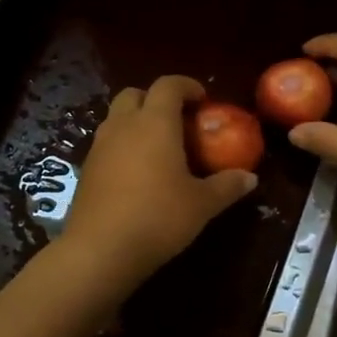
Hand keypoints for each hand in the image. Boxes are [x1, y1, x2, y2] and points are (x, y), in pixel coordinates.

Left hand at [62, 75, 257, 287]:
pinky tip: (138, 173)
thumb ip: (227, 186)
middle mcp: (124, 126)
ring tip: (159, 147)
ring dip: (137, 122)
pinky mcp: (86, 169)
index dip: (187, 86)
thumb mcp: (202, 204)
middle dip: (156, 99)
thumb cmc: (158, 217)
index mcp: (155, 123)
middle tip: (178, 121)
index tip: (203, 100)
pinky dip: (123, 145)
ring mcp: (100, 147)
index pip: (168, 85)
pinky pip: (107, 143)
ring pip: (117, 118)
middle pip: (135, 94)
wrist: (100, 251)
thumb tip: (250, 178)